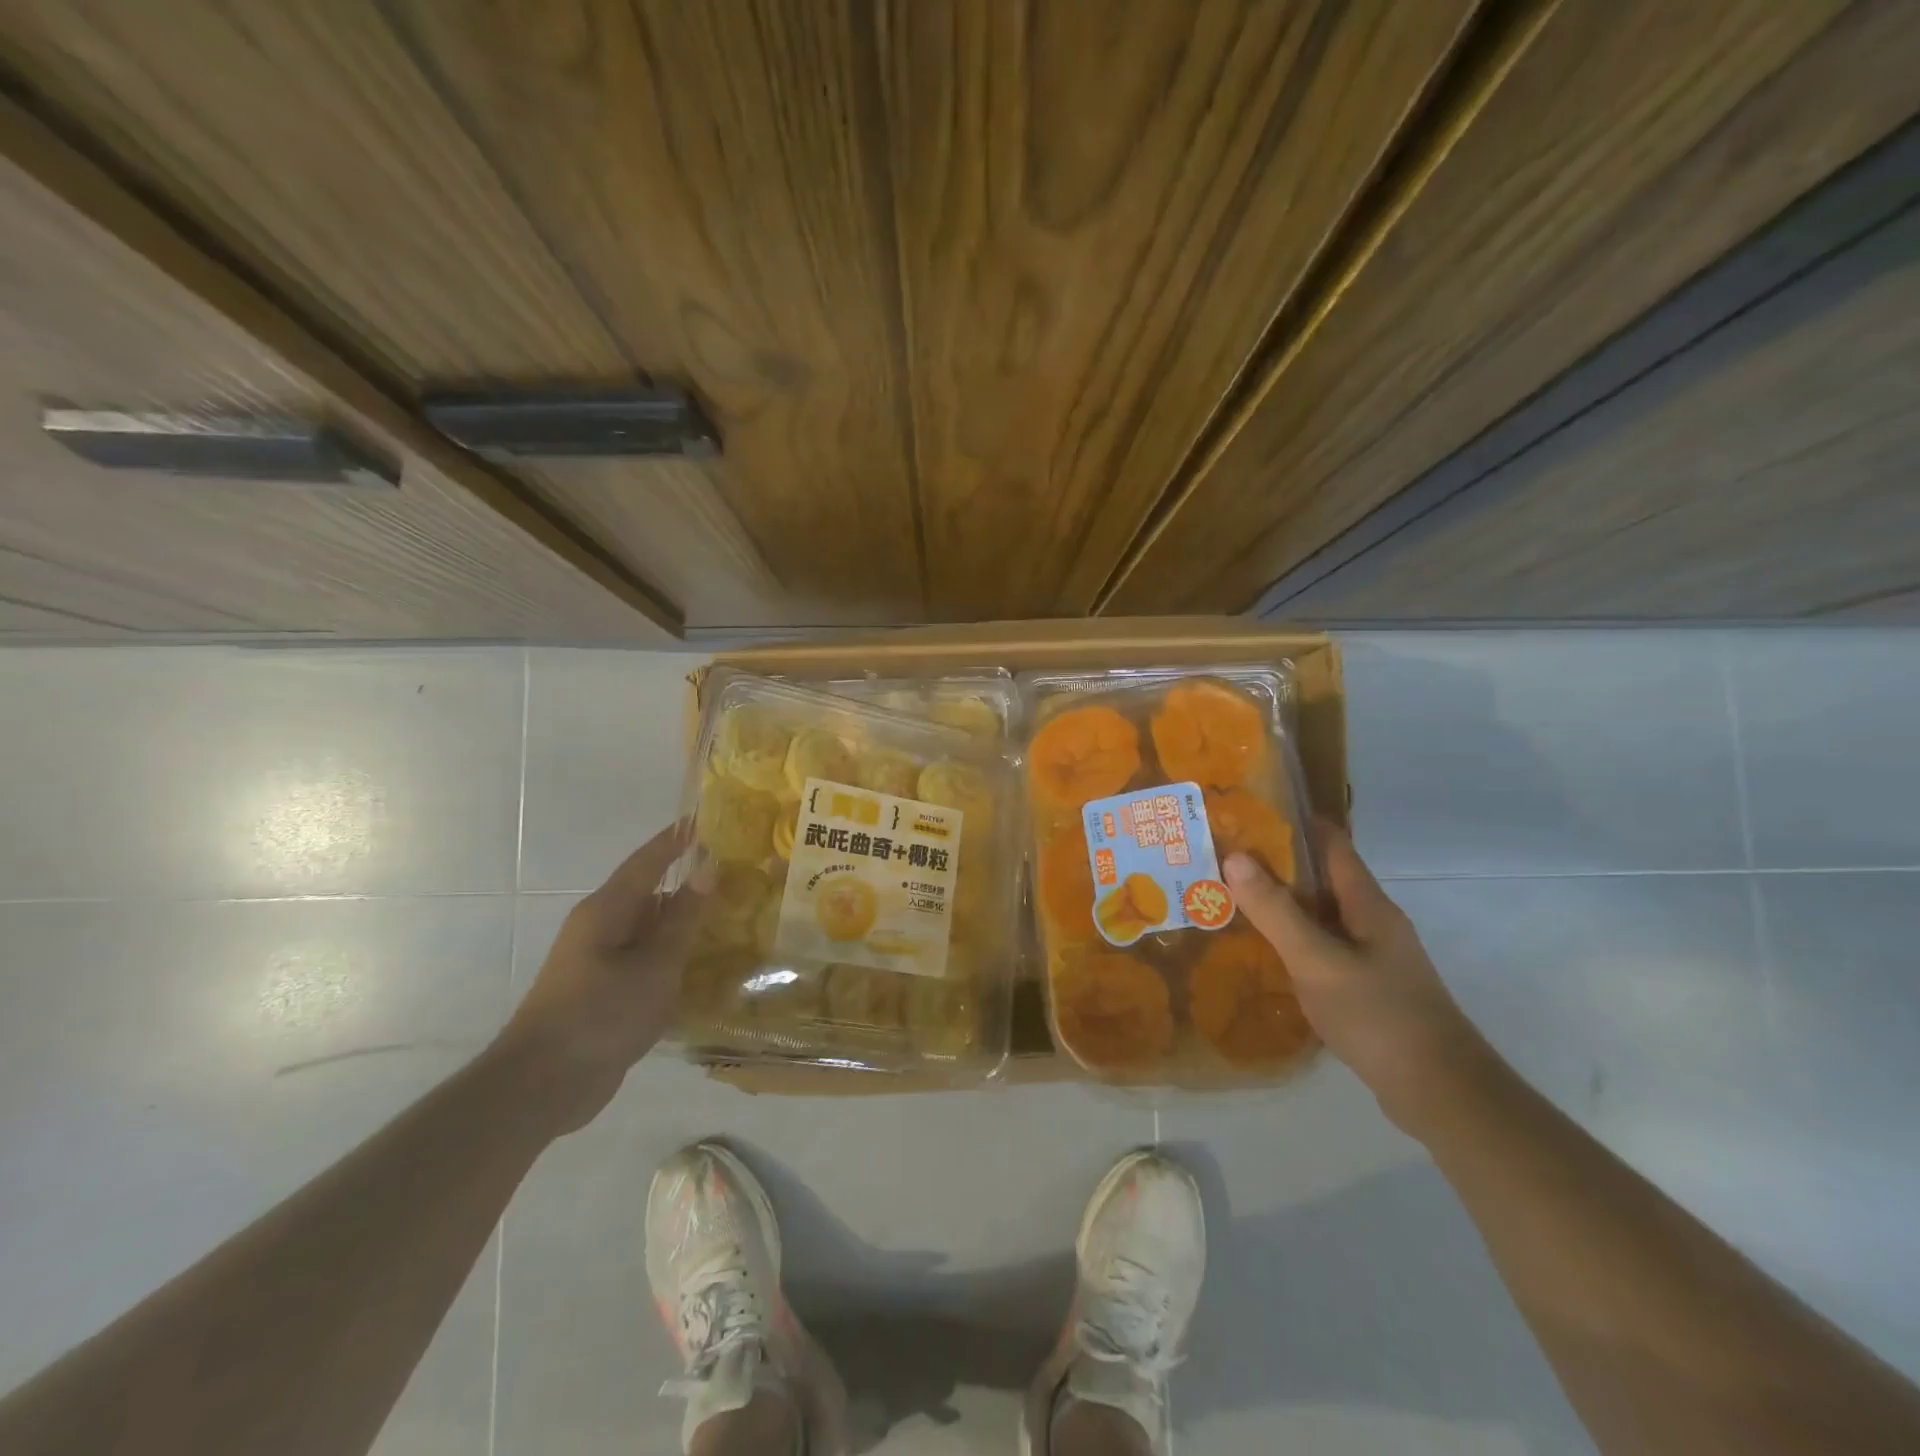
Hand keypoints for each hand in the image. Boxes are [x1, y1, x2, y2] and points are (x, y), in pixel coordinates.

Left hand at [492, 821, 707, 1133]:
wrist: (543, 1086)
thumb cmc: (600, 1015)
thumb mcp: (654, 965)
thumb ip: (683, 917)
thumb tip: (708, 865)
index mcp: (607, 910)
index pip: (648, 861)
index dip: (677, 839)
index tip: (707, 818)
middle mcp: (601, 927)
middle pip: (651, 894)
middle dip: (689, 882)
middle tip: (735, 873)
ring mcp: (601, 961)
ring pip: (651, 929)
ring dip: (685, 922)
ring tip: (730, 916)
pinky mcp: (605, 991)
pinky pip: (646, 960)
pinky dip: (674, 955)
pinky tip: (705, 966)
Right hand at [1223, 823, 1501, 1138]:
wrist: (1440, 1092)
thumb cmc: (1379, 1015)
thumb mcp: (1317, 960)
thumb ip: (1276, 910)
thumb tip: (1235, 856)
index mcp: (1367, 904)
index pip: (1331, 844)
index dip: (1294, 822)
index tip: (1248, 810)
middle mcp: (1371, 921)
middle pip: (1320, 878)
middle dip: (1274, 863)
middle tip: (1221, 855)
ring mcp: (1370, 956)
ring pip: (1318, 915)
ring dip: (1279, 902)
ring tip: (1228, 896)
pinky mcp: (1365, 986)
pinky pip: (1319, 947)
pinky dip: (1290, 939)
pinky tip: (1260, 950)